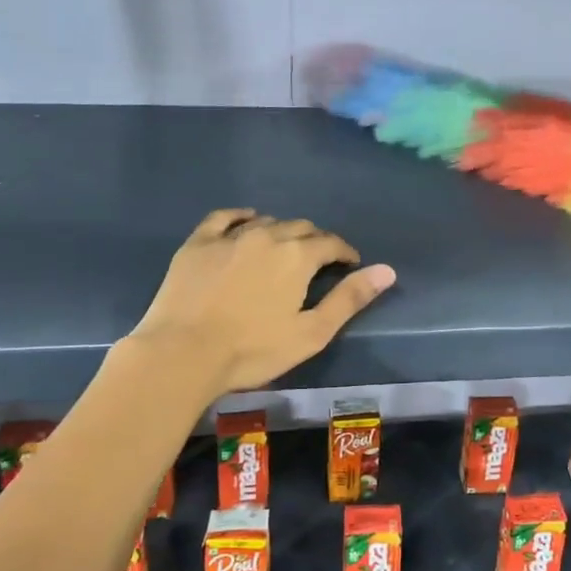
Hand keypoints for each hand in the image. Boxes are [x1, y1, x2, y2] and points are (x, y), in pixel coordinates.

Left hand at [127, 210, 395, 394]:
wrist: (182, 353)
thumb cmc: (253, 350)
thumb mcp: (311, 332)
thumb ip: (349, 299)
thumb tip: (387, 271)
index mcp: (298, 256)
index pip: (331, 243)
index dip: (344, 253)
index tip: (348, 264)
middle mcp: (267, 235)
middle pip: (300, 228)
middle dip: (315, 241)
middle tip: (317, 261)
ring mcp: (230, 236)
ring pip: (266, 222)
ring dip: (281, 232)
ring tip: (283, 250)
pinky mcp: (198, 243)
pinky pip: (224, 218)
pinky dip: (241, 217)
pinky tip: (246, 221)